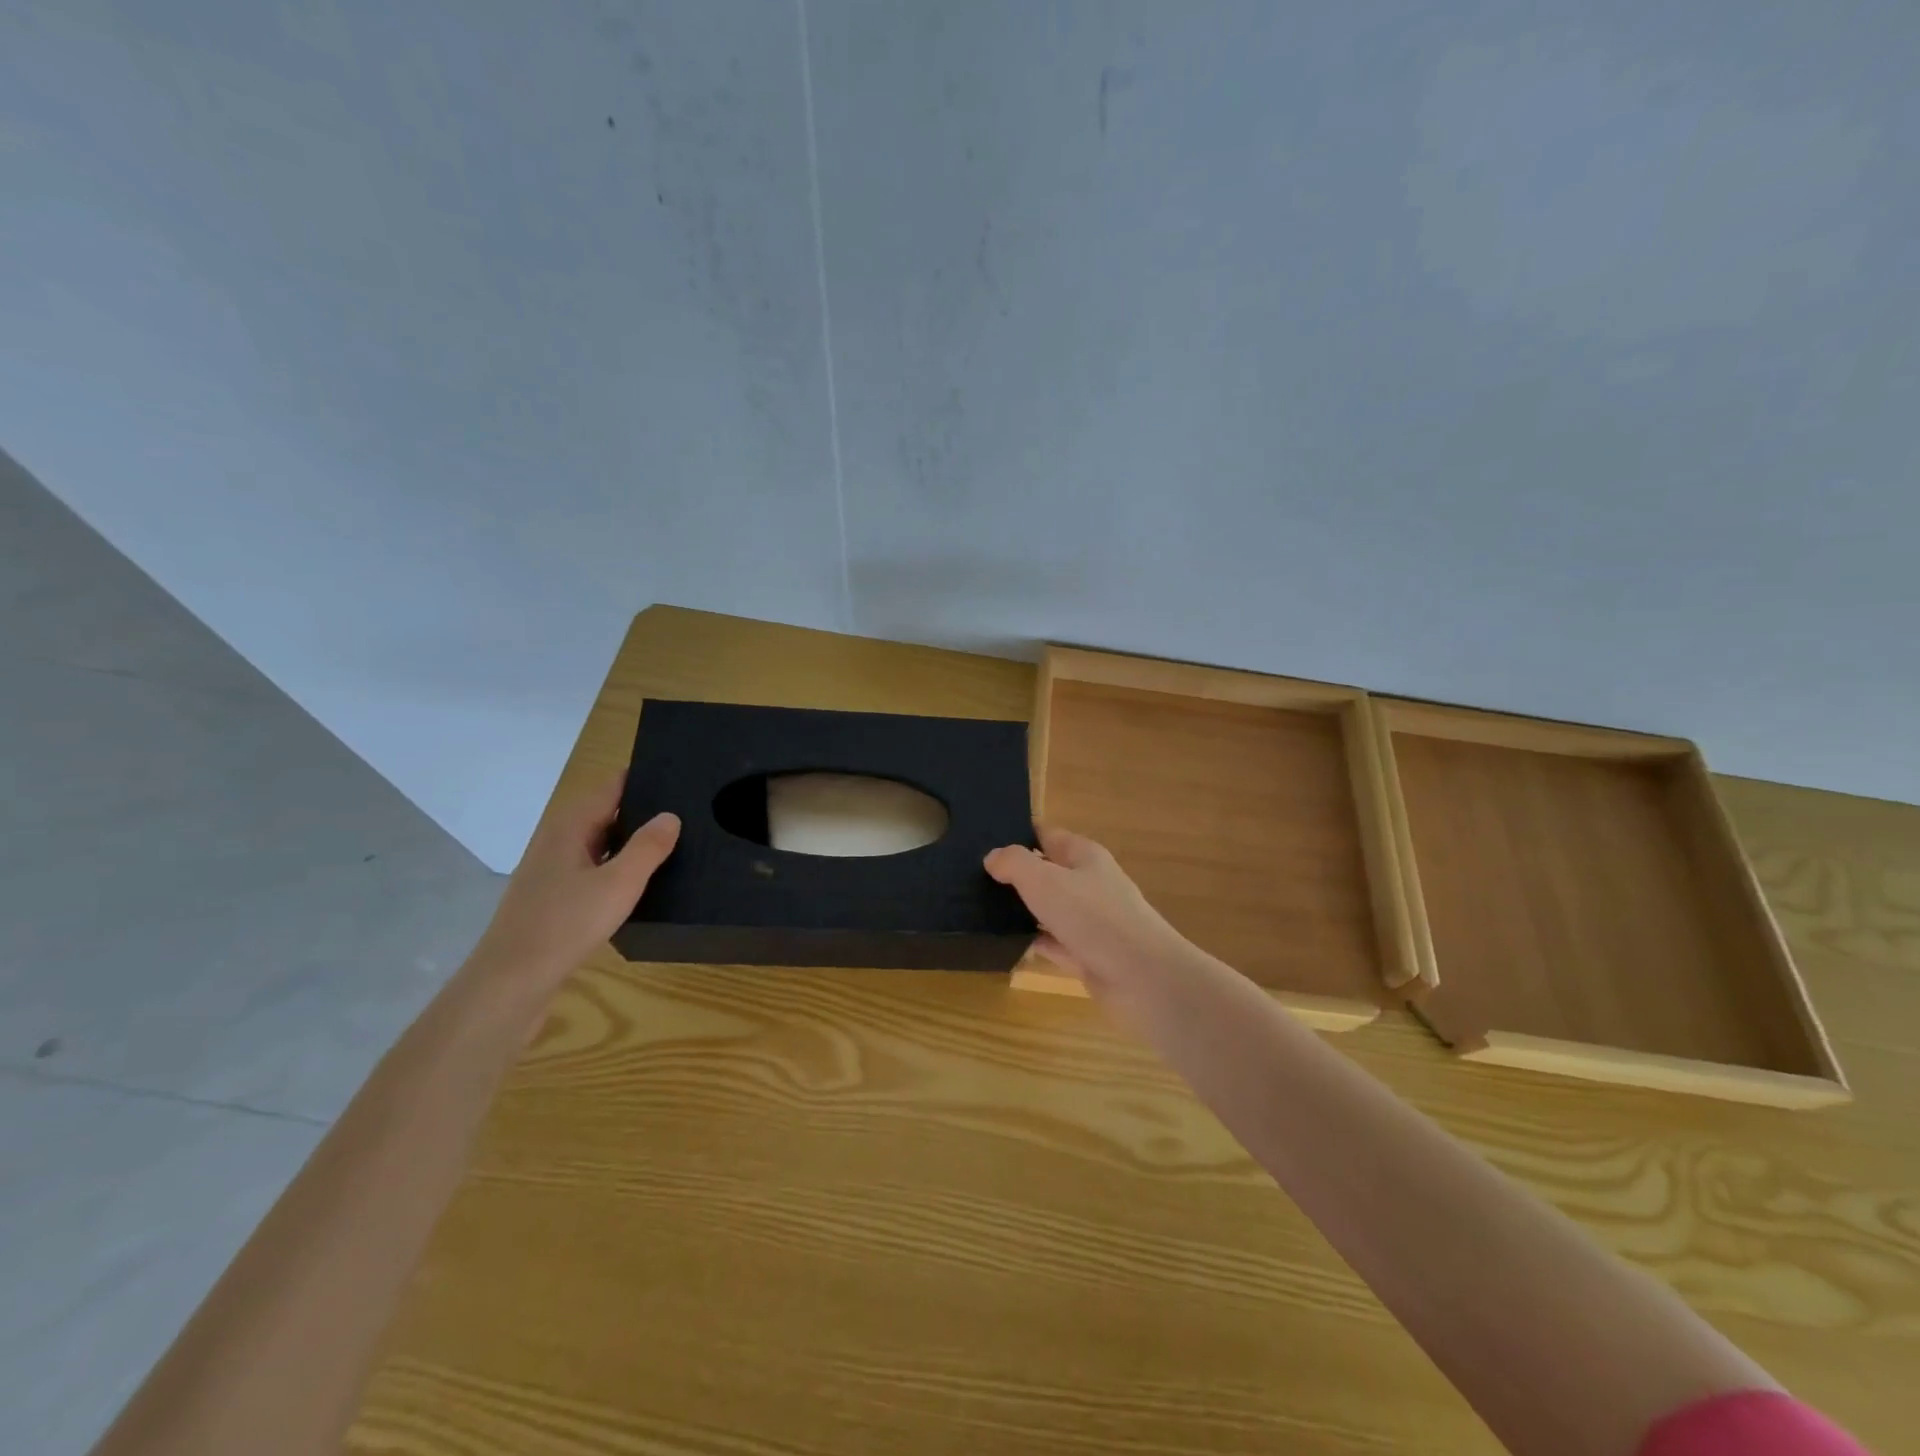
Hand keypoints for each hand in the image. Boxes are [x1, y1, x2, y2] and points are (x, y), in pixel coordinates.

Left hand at [469, 772, 679, 994]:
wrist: (511, 983)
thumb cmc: (565, 925)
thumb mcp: (619, 883)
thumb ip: (648, 847)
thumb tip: (671, 815)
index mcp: (570, 827)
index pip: (610, 787)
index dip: (641, 779)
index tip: (679, 776)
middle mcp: (558, 841)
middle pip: (605, 813)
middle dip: (642, 810)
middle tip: (689, 811)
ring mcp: (553, 872)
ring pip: (600, 844)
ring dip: (631, 842)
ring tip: (675, 844)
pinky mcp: (555, 899)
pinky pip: (594, 870)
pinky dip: (618, 868)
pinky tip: (643, 883)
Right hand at [985, 826, 1193, 1002]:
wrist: (1142, 978)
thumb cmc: (1093, 917)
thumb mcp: (1045, 880)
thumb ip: (1015, 863)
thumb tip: (993, 856)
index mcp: (1084, 855)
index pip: (1047, 835)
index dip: (1017, 834)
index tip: (982, 840)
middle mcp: (1089, 884)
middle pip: (1047, 872)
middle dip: (1015, 875)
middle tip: (972, 879)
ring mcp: (1090, 921)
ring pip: (1049, 909)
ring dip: (1022, 910)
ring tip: (979, 910)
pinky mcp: (1088, 955)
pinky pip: (1053, 943)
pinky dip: (1032, 943)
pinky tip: (1005, 944)